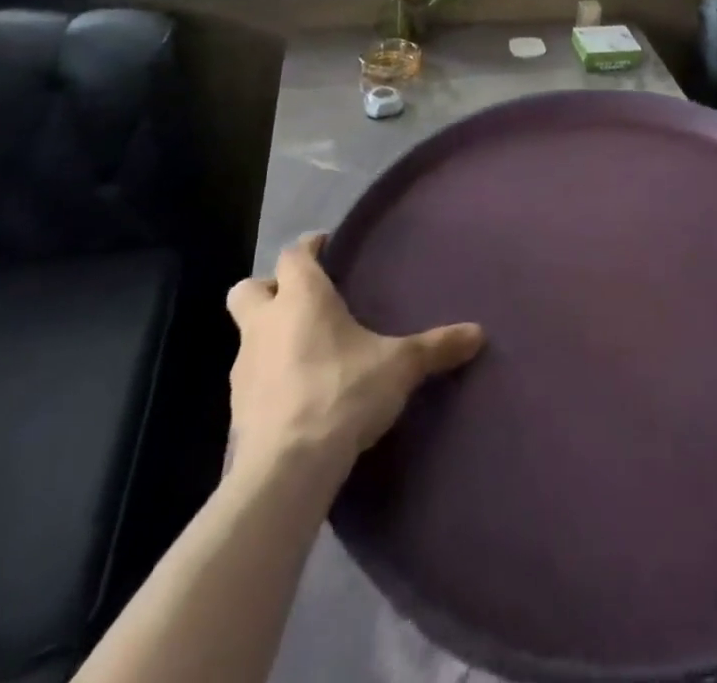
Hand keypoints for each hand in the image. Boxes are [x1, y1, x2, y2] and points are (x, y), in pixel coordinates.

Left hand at [225, 234, 484, 477]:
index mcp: (301, 299)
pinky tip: (300, 392)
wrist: (287, 470)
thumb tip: (478, 333)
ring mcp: (244, 370)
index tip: (325, 246)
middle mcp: (265, 325)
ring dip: (271, 336)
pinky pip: (252, 378)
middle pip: (248, 290)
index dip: (308, 248)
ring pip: (248, 336)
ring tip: (309, 349)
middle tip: (303, 299)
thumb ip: (436, 346)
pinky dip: (270, 377)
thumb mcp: (400, 366)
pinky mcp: (237, 411)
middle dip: (270, 289)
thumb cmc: (343, 392)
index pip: (293, 256)